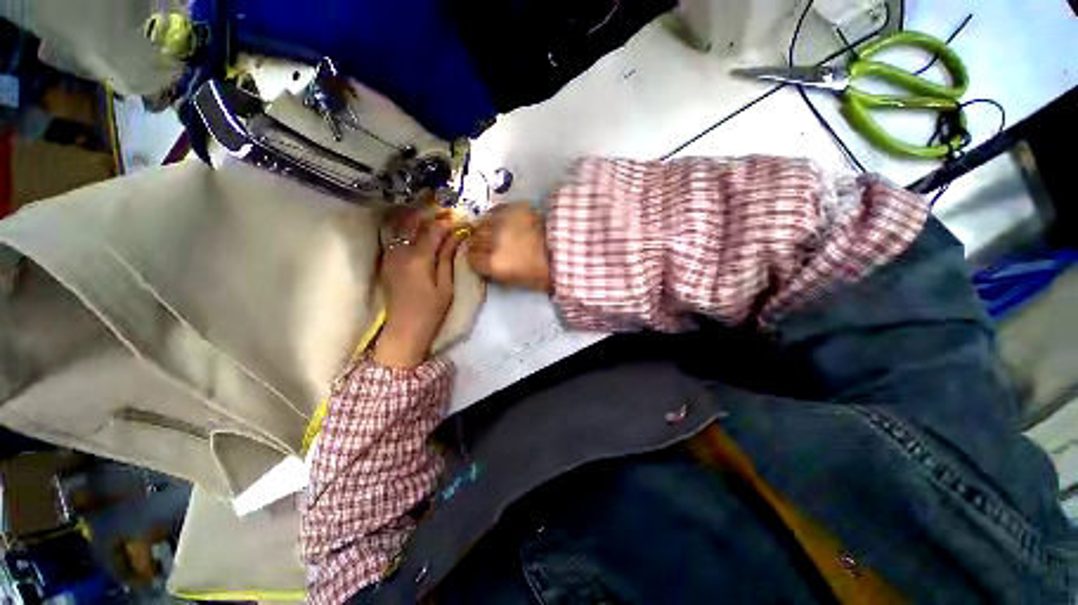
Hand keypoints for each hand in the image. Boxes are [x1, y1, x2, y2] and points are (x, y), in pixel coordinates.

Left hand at [373, 211, 459, 367]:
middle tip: (443, 210)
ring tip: (430, 215)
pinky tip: (416, 229)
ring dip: (415, 219)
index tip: (457, 217)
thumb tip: (455, 236)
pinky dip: (406, 229)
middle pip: (411, 223)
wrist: (403, 330)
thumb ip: (447, 258)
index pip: (432, 230)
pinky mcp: (386, 262)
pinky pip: (395, 238)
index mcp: (417, 258)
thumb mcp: (445, 286)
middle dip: (427, 213)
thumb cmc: (430, 311)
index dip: (445, 222)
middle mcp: (399, 252)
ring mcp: (390, 256)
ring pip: (400, 228)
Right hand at [466, 203, 550, 291]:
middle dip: (479, 245)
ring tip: (496, 233)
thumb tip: (487, 266)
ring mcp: (501, 222)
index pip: (471, 259)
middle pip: (474, 240)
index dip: (476, 260)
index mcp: (494, 264)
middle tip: (489, 248)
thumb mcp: (518, 281)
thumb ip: (498, 274)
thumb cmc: (545, 272)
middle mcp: (492, 241)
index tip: (482, 260)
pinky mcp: (513, 207)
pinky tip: (503, 222)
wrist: (568, 248)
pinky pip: (495, 211)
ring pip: (482, 223)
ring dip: (486, 229)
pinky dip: (496, 217)